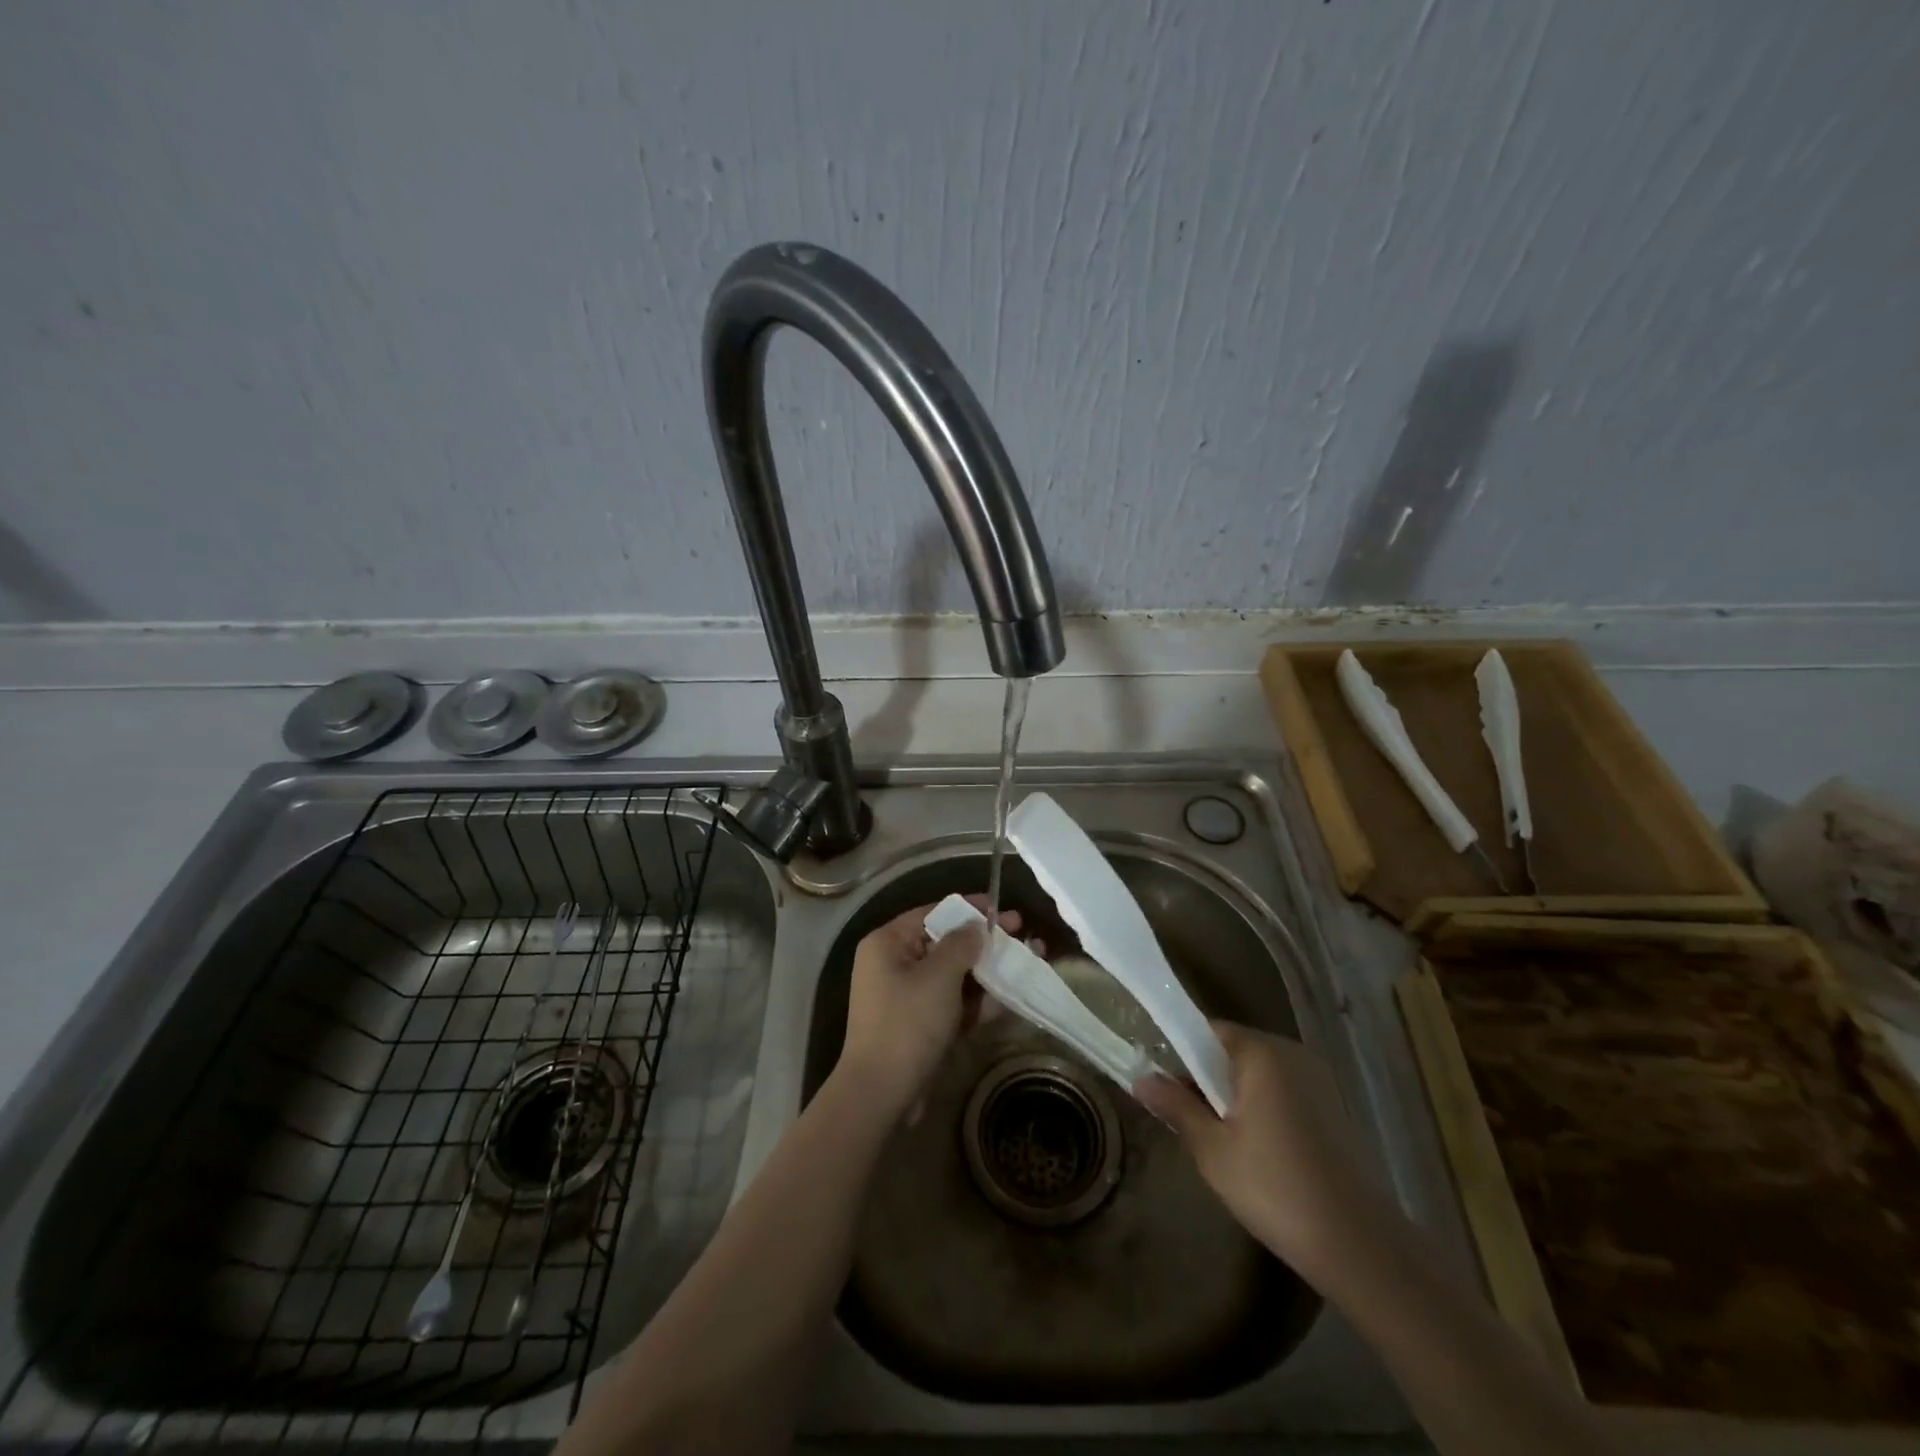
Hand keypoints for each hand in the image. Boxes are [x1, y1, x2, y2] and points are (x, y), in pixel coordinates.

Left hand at [837, 897, 1022, 1119]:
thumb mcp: (939, 976)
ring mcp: (908, 997)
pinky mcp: (921, 1025)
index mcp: (888, 943)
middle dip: (985, 942)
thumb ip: (962, 944)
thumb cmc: (908, 1022)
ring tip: (1027, 962)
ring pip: (954, 975)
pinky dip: (978, 1001)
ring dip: (988, 971)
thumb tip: (976, 926)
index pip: (933, 914)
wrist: (882, 1093)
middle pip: (946, 943)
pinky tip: (1012, 996)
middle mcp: (895, 964)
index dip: (968, 909)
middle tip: (1023, 935)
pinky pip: (953, 1003)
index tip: (1001, 908)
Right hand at [1135, 1020, 1377, 1283]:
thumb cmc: (1275, 1187)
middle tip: (1187, 1119)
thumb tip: (1141, 1079)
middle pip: (1233, 1051)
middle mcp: (1291, 1054)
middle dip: (1206, 1079)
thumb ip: (1176, 1106)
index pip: (1207, 1030)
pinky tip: (1258, 1153)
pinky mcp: (1333, 1108)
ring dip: (1234, 1097)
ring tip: (1220, 1141)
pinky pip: (1282, 1093)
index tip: (1163, 1085)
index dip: (1179, 1052)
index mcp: (1261, 1052)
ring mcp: (1318, 1080)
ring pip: (1258, 1074)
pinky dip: (1262, 1110)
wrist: (1360, 1245)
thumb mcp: (1212, 1149)